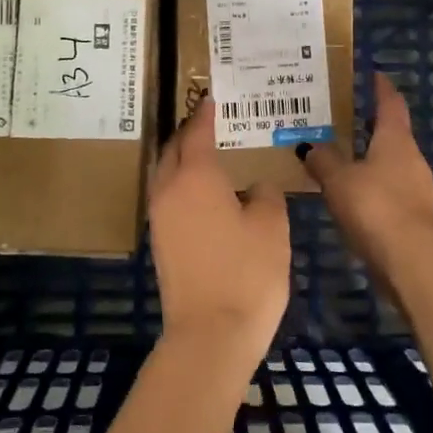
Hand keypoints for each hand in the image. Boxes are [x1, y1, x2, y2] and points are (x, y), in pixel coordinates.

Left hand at [148, 98, 290, 364]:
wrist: (210, 335)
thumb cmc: (247, 273)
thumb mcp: (272, 227)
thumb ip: (266, 194)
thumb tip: (256, 186)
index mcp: (196, 176)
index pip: (198, 132)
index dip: (207, 113)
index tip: (215, 97)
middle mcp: (169, 188)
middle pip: (175, 147)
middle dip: (191, 131)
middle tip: (212, 120)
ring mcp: (160, 216)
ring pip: (166, 172)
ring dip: (183, 156)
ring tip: (208, 151)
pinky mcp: (160, 241)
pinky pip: (168, 195)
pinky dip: (181, 181)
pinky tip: (205, 191)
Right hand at [297, 73, 432, 286]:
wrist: (411, 260)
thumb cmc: (375, 205)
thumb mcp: (339, 178)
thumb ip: (323, 160)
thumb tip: (308, 146)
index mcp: (395, 139)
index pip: (390, 103)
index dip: (380, 87)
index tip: (371, 74)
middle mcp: (409, 158)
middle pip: (390, 133)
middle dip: (367, 124)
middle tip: (338, 116)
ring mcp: (414, 188)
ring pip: (387, 163)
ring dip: (366, 158)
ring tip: (336, 155)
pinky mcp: (410, 216)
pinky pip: (384, 190)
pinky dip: (367, 186)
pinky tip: (346, 193)